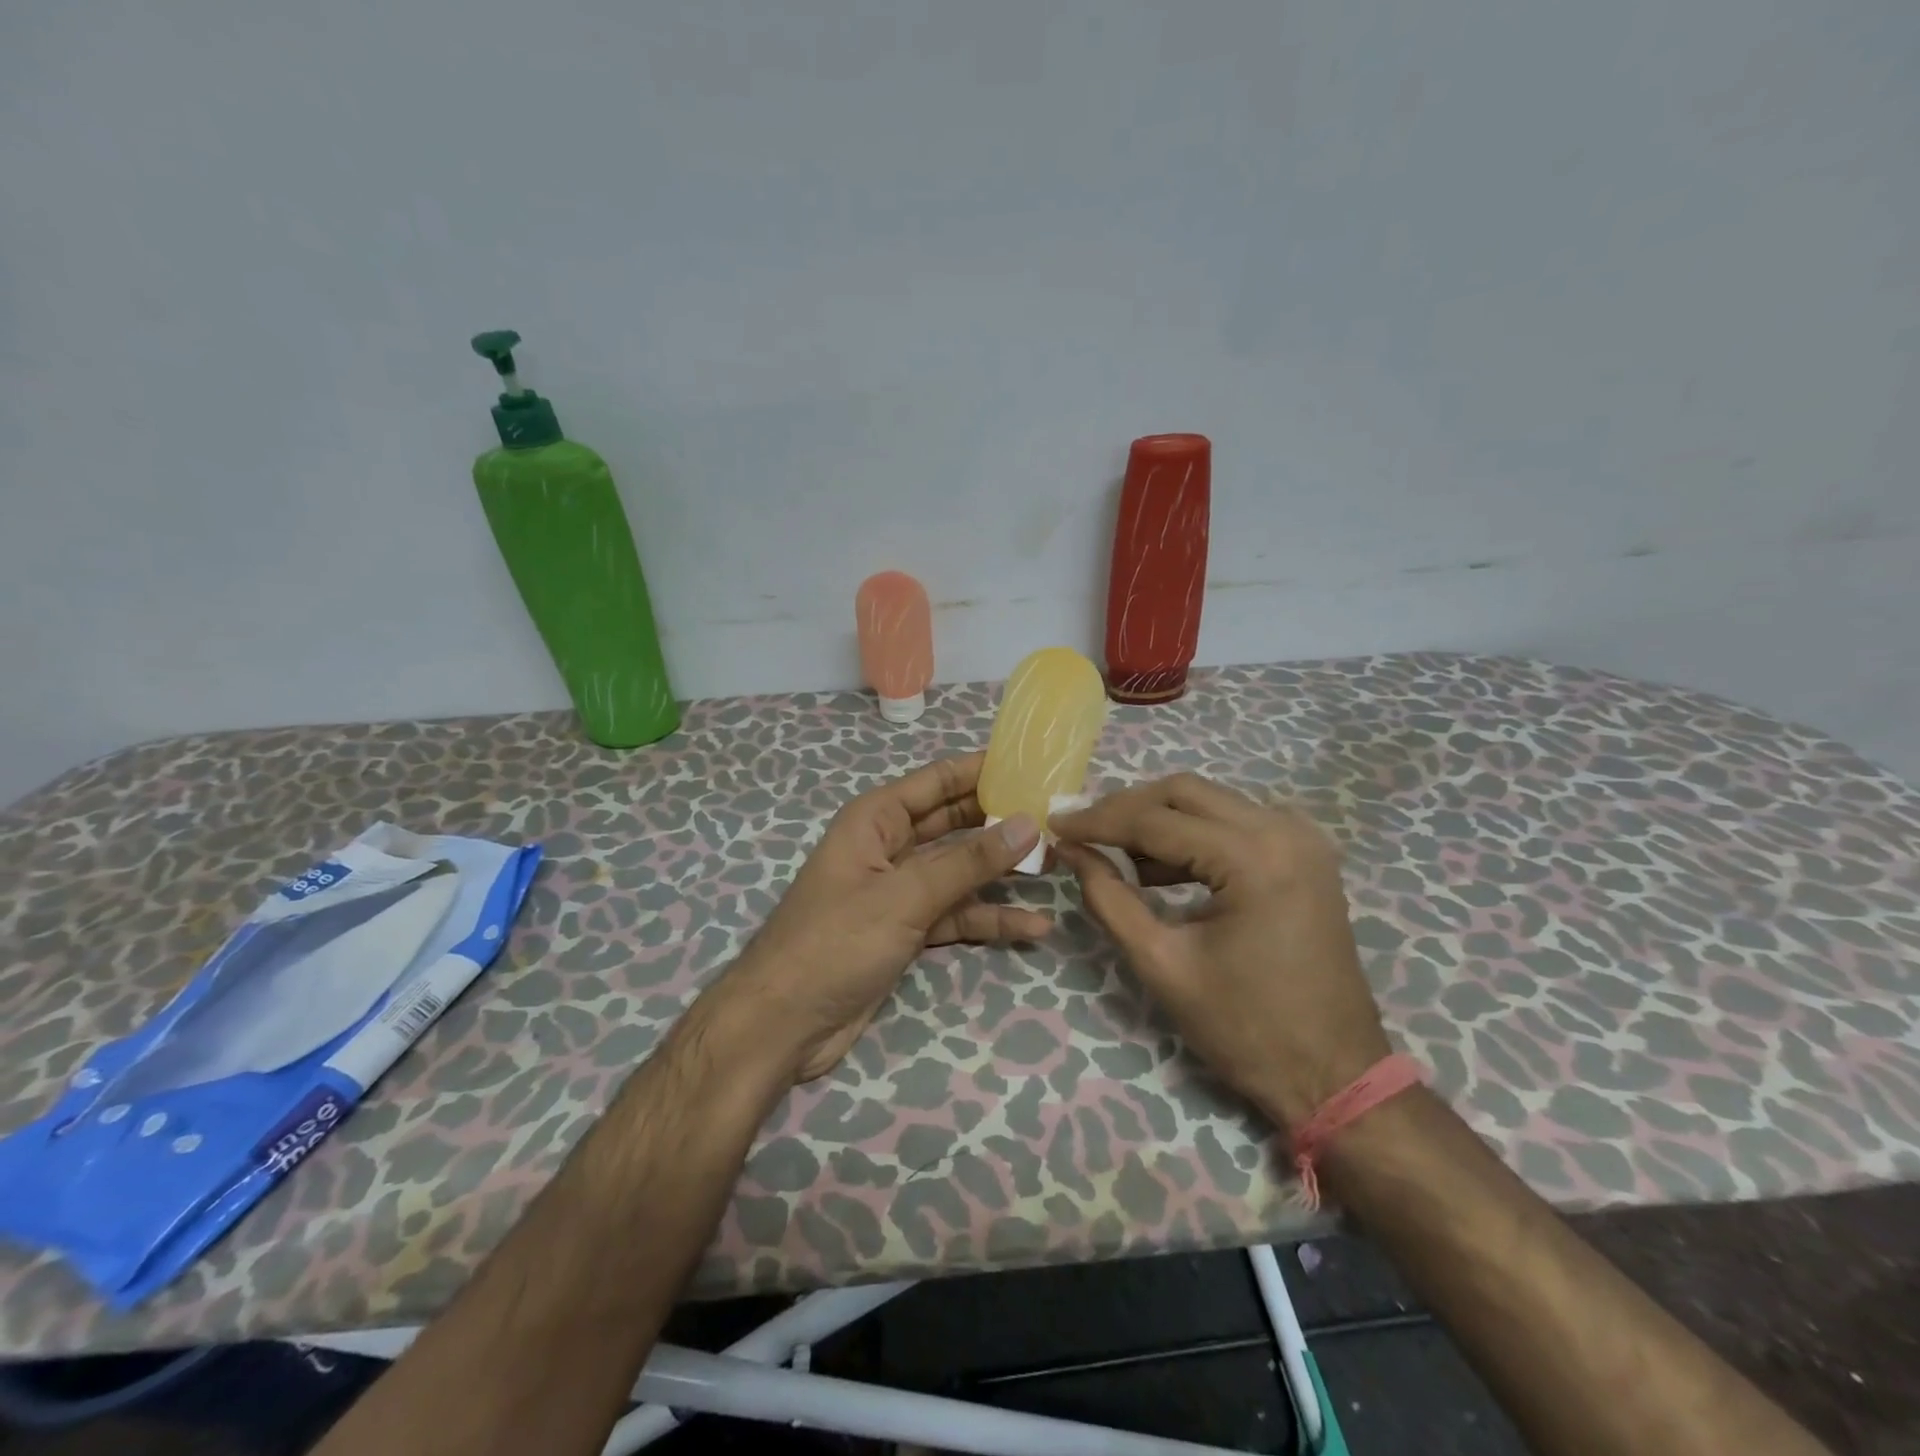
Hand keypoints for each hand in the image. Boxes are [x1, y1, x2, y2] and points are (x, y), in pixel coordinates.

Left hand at [717, 753, 1046, 1083]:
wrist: (784, 1024)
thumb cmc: (835, 941)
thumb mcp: (905, 896)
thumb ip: (967, 861)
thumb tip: (1026, 823)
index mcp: (876, 819)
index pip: (937, 780)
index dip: (982, 770)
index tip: (1032, 764)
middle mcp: (889, 847)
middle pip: (953, 824)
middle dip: (999, 823)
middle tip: (1056, 818)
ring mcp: (899, 891)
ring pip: (960, 872)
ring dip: (1001, 873)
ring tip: (1056, 869)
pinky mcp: (907, 930)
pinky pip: (955, 915)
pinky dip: (988, 920)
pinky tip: (1032, 926)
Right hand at [1050, 773, 1389, 1127]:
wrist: (1334, 1074)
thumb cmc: (1245, 1029)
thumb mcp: (1162, 963)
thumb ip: (1108, 899)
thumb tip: (1071, 851)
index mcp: (1253, 858)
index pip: (1156, 820)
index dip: (1098, 821)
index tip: (1055, 826)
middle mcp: (1284, 830)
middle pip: (1184, 792)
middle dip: (1126, 808)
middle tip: (1082, 832)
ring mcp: (1301, 838)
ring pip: (1210, 801)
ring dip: (1158, 819)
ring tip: (1113, 852)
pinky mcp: (1305, 854)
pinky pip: (1235, 822)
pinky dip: (1192, 834)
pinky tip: (1160, 867)